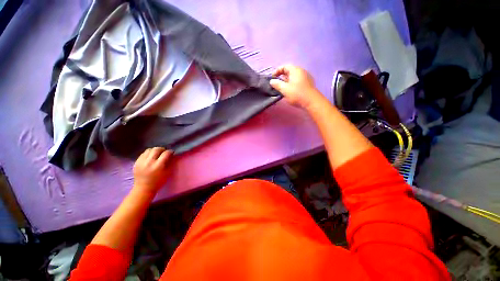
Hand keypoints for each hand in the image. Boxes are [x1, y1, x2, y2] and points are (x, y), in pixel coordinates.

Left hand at [133, 148, 172, 195]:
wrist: (143, 188)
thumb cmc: (158, 181)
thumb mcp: (167, 173)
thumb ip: (169, 163)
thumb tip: (171, 156)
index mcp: (158, 165)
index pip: (165, 153)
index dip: (170, 152)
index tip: (171, 152)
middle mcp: (149, 162)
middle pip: (156, 149)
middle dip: (162, 149)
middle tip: (164, 152)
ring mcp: (141, 162)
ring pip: (149, 150)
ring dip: (154, 150)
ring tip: (157, 154)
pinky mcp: (136, 162)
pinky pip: (143, 154)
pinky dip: (148, 154)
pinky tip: (150, 157)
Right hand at [270, 64, 322, 108]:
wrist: (311, 102)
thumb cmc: (297, 94)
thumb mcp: (284, 89)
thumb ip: (277, 84)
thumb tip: (272, 81)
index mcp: (295, 70)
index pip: (284, 66)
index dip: (277, 71)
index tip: (272, 78)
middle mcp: (301, 71)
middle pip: (289, 71)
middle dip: (281, 76)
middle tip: (276, 83)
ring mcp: (306, 77)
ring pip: (293, 77)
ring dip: (286, 81)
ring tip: (281, 88)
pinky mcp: (308, 84)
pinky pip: (297, 81)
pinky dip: (292, 84)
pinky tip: (289, 91)